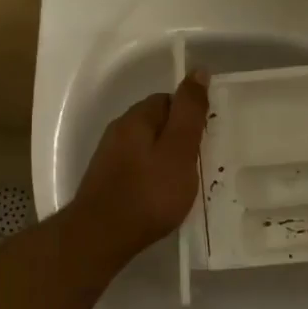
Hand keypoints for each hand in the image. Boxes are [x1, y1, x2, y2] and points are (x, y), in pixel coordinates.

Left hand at [70, 73, 210, 264]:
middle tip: (199, 164)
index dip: (189, 116)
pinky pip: (136, 169)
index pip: (167, 100)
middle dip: (178, 138)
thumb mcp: (178, 150)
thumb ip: (189, 112)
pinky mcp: (106, 182)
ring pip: (146, 148)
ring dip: (165, 159)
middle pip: (156, 123)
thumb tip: (198, 71)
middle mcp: (118, 132)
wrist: (101, 236)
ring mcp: (108, 158)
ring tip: (184, 184)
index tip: (205, 139)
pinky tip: (161, 197)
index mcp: (135, 118)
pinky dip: (152, 177)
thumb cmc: (148, 193)